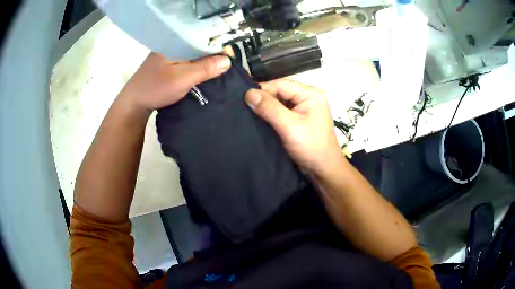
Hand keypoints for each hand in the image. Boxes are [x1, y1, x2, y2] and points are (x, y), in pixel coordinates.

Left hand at [121, 53, 231, 111]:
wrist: (135, 103)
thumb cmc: (155, 89)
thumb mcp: (182, 79)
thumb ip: (204, 69)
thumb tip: (228, 61)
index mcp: (176, 42)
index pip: (203, 38)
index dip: (218, 46)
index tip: (230, 59)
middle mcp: (174, 45)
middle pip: (199, 45)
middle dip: (214, 55)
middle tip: (226, 67)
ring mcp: (171, 54)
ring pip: (194, 54)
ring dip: (206, 62)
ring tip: (219, 70)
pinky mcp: (169, 64)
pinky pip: (188, 61)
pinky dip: (197, 67)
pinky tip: (204, 73)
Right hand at [245, 79, 343, 175]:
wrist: (323, 170)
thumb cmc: (311, 147)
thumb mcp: (289, 126)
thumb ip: (269, 108)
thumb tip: (248, 93)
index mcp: (310, 93)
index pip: (280, 84)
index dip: (261, 90)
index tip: (242, 99)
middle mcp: (307, 97)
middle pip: (279, 92)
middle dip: (263, 100)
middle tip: (242, 107)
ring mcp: (303, 108)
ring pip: (279, 102)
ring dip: (265, 108)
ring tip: (247, 113)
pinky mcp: (299, 119)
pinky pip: (281, 112)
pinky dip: (270, 116)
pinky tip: (258, 120)